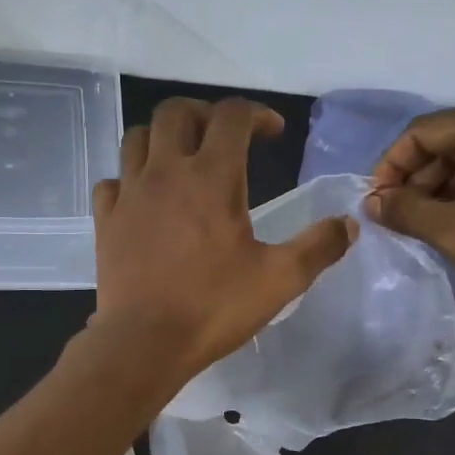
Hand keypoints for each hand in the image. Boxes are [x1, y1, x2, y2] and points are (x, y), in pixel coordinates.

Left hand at [90, 97, 354, 385]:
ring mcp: (129, 194)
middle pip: (176, 111)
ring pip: (138, 138)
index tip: (272, 134)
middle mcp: (165, 172)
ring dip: (164, 138)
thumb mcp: (280, 280)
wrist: (144, 343)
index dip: (257, 114)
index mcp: (211, 177)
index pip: (232, 115)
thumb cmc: (213, 308)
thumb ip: (318, 246)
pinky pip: (111, 181)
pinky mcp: (106, 221)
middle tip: (224, 139)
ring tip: (182, 161)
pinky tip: (144, 200)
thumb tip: (348, 223)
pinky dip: (129, 179)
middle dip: (205, 114)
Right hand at [364, 95, 454, 326]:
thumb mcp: (453, 230)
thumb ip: (404, 209)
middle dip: (419, 177)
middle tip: (398, 217)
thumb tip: (371, 201)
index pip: (425, 131)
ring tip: (425, 224)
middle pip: (453, 138)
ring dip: (445, 186)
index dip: (391, 166)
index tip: (375, 203)